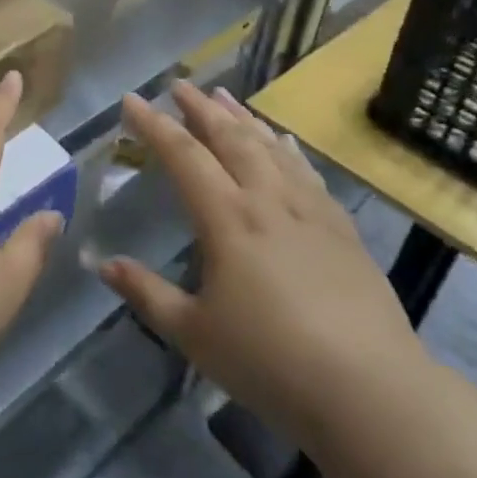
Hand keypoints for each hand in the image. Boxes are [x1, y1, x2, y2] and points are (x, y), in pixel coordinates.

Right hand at [103, 81, 430, 454]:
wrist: (372, 392)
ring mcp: (310, 212)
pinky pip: (307, 173)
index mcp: (227, 219)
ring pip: (270, 148)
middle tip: (179, 85)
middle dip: (200, 108)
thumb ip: (147, 294)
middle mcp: (267, 201)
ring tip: (224, 95)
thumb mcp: (195, 334)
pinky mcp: (342, 230)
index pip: (183, 155)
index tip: (131, 100)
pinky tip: (283, 141)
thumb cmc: (271, 362)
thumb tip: (104, 263)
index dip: (154, 125)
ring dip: (243, 118)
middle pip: (230, 139)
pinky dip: (288, 149)